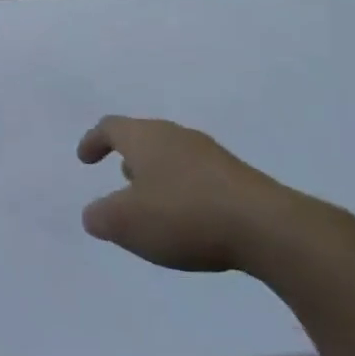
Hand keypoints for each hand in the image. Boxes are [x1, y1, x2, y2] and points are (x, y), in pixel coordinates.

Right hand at [77, 116, 349, 273]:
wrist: (269, 228)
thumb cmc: (183, 216)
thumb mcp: (124, 223)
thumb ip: (100, 216)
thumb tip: (95, 214)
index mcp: (145, 137)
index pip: (111, 127)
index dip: (93, 141)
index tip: (85, 159)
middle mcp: (178, 137)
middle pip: (145, 138)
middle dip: (129, 157)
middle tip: (120, 178)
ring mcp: (213, 156)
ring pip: (174, 157)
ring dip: (158, 176)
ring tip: (153, 203)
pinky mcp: (240, 179)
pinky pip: (200, 177)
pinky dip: (185, 192)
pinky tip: (189, 220)